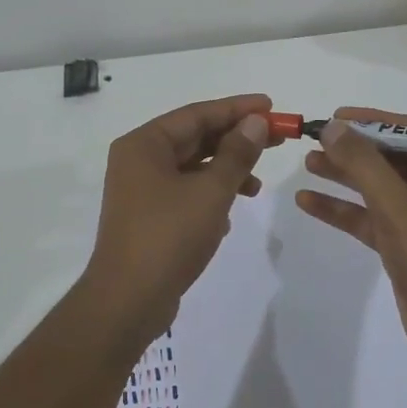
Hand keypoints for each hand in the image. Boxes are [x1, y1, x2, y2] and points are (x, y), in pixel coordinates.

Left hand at [80, 94, 272, 343]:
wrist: (128, 301)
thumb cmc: (168, 236)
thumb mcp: (211, 191)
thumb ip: (237, 154)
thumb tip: (256, 122)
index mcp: (144, 144)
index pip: (197, 114)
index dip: (237, 109)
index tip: (271, 106)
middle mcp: (138, 161)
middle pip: (195, 138)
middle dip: (236, 139)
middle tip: (278, 138)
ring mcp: (141, 191)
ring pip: (192, 168)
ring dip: (226, 171)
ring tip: (257, 186)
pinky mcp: (149, 218)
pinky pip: (186, 193)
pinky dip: (210, 196)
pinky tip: (229, 215)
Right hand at [295, 107, 406, 361]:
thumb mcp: (398, 206)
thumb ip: (364, 164)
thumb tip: (334, 127)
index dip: (371, 122)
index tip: (335, 117)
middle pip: (391, 158)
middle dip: (353, 150)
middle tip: (314, 140)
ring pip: (378, 187)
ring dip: (344, 177)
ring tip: (307, 163)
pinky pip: (372, 217)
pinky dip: (344, 210)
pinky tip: (308, 201)